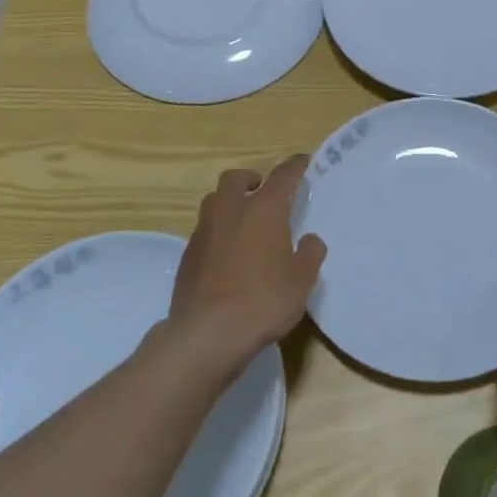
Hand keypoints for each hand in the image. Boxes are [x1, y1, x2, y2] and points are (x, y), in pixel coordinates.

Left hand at [167, 156, 326, 371]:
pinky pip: (205, 230)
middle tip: (264, 192)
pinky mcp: (187, 255)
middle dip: (251, 179)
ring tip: (245, 224)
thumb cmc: (263, 300)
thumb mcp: (301, 280)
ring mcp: (204, 231)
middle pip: (236, 178)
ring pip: (215, 201)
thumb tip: (309, 240)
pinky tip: (228, 255)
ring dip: (230, 203)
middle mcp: (231, 210)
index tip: (303, 163)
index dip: (295, 166)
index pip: (283, 175)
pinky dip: (218, 232)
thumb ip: (309, 254)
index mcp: (263, 209)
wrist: (207, 333)